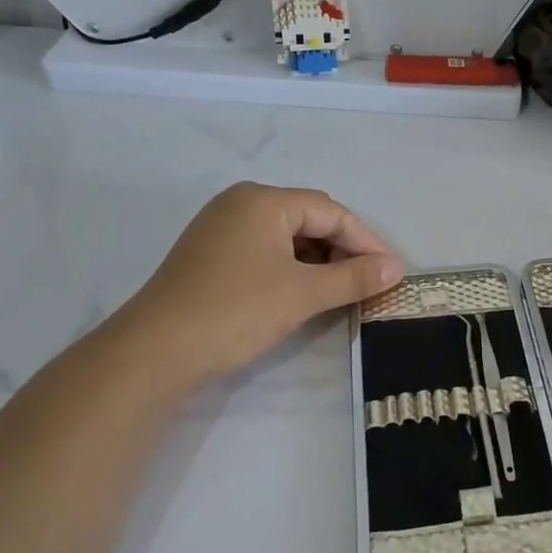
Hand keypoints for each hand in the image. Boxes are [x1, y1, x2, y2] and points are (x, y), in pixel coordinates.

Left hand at [108, 182, 402, 385]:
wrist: (154, 352)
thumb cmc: (236, 311)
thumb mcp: (303, 294)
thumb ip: (354, 277)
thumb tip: (396, 269)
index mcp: (264, 200)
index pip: (331, 212)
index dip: (367, 242)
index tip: (393, 272)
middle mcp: (241, 203)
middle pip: (309, 219)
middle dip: (344, 250)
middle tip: (371, 282)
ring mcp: (221, 228)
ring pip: (287, 237)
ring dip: (319, 261)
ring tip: (343, 290)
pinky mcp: (211, 255)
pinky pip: (265, 251)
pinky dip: (292, 269)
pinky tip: (304, 293)